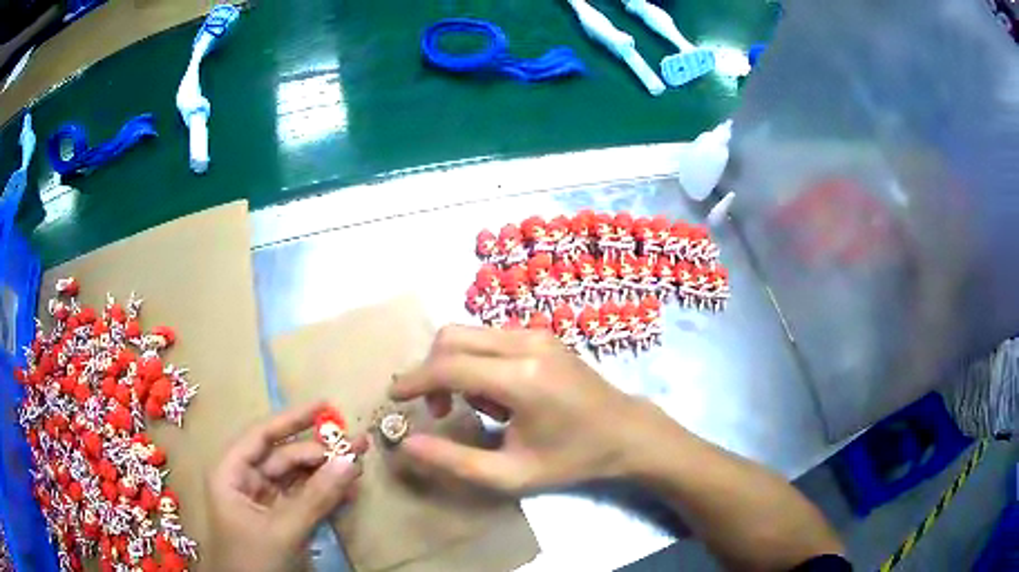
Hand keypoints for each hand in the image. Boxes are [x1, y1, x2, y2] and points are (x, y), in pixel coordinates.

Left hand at [207, 402, 366, 571]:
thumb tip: (350, 459)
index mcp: (231, 473)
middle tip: (357, 445)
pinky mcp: (281, 520)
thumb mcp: (283, 530)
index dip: (292, 419)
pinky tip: (349, 491)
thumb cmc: (253, 561)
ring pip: (297, 478)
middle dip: (320, 452)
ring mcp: (264, 502)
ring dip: (327, 473)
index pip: (261, 436)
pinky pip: (304, 499)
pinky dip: (326, 495)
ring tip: (359, 466)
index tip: (325, 405)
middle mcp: (245, 481)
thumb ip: (316, 496)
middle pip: (284, 457)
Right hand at [389, 325, 648, 492]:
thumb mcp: (512, 474)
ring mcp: (537, 333)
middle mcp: (527, 343)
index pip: (448, 366)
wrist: (626, 432)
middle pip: (452, 337)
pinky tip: (496, 394)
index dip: (414, 381)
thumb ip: (455, 461)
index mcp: (521, 378)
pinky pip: (490, 337)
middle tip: (437, 410)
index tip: (393, 398)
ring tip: (476, 407)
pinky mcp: (542, 334)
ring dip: (455, 366)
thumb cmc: (573, 459)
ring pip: (469, 334)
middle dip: (431, 370)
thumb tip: (407, 444)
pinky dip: (476, 361)